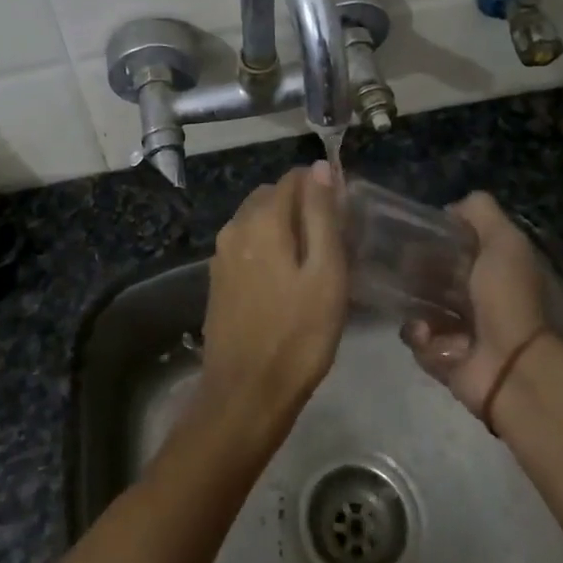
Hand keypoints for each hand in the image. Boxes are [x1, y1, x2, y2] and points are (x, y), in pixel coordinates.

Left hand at [198, 164, 347, 437]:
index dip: (321, 188)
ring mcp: (221, 254)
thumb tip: (319, 168)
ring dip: (285, 227)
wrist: (245, 394)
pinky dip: (268, 247)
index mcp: (261, 220)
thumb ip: (322, 216)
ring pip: (257, 220)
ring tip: (314, 263)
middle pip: (272, 196)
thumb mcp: (325, 274)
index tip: (345, 216)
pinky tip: (287, 281)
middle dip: (302, 206)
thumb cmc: (298, 335)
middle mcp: (235, 227)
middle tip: (334, 242)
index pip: (293, 178)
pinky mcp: (218, 278)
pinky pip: (247, 245)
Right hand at [403, 192, 554, 417]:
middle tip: (402, 269)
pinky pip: (419, 341)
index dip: (436, 239)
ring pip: (421, 308)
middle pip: (435, 277)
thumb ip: (480, 212)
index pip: (458, 248)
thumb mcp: (503, 239)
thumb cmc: (507, 297)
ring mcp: (464, 331)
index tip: (414, 235)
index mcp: (496, 270)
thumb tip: (450, 209)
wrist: (512, 364)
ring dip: (414, 308)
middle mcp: (481, 299)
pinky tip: (428, 335)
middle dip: (416, 272)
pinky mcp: (446, 359)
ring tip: (418, 311)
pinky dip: (420, 337)